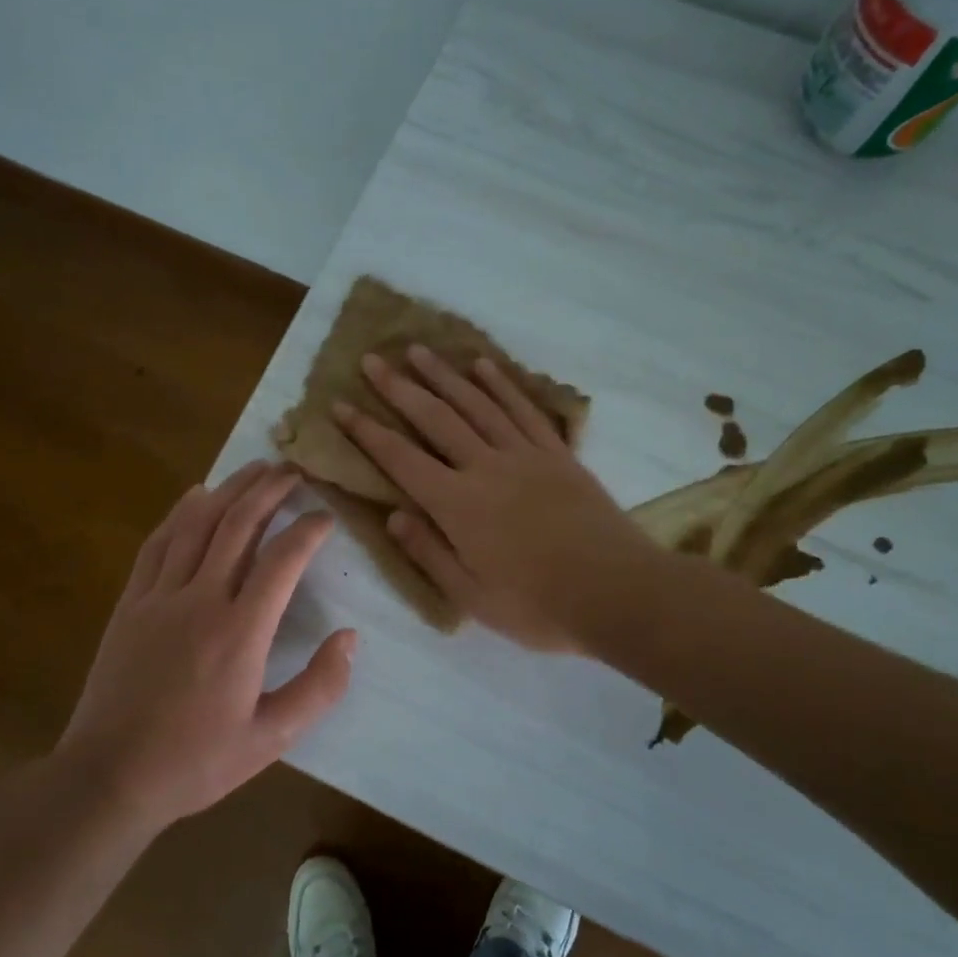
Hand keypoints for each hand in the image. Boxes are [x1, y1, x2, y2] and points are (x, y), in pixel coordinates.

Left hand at [57, 462, 356, 826]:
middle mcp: (201, 599)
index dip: (308, 530)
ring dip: (229, 489)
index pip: (283, 560)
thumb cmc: (196, 761)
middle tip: (293, 470)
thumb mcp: (272, 738)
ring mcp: (159, 597)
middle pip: (238, 525)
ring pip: (197, 524)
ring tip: (255, 467)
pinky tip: (195, 494)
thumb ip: (319, 688)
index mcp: (241, 631)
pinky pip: (157, 544)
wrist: (110, 777)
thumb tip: (351, 638)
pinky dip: (179, 513)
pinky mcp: (130, 603)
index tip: (326, 516)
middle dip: (270, 490)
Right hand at [332, 346, 663, 652]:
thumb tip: (392, 514)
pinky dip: (500, 384)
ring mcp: (524, 455)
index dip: (366, 431)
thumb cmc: (538, 606)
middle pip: (434, 418)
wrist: (617, 592)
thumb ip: (428, 553)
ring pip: (476, 403)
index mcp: (457, 505)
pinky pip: (522, 409)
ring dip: (444, 375)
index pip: (400, 459)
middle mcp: (485, 467)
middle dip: (399, 387)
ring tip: (418, 350)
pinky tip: (482, 366)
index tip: (340, 406)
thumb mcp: (471, 596)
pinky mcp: (556, 454)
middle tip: (372, 360)